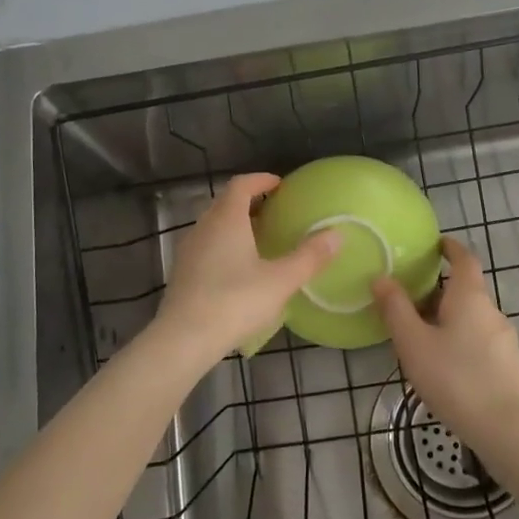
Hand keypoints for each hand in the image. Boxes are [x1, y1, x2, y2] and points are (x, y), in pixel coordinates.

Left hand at [153, 173, 339, 360]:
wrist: (184, 339)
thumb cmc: (235, 302)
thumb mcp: (281, 280)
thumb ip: (310, 256)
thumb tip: (337, 234)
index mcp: (227, 219)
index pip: (241, 185)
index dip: (260, 180)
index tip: (279, 184)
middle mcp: (204, 227)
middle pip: (225, 203)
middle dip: (249, 202)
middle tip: (274, 212)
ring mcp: (188, 250)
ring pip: (213, 226)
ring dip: (235, 224)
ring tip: (259, 240)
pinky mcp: (182, 273)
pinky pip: (206, 246)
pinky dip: (223, 245)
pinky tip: (238, 269)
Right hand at [372, 237, 518, 449]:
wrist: (506, 428)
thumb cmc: (455, 378)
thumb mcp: (414, 343)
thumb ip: (395, 309)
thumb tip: (381, 277)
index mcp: (470, 297)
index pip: (464, 259)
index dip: (450, 248)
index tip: (436, 244)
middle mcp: (491, 310)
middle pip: (467, 289)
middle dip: (441, 289)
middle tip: (411, 297)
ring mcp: (504, 338)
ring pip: (473, 317)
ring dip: (450, 317)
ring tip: (422, 334)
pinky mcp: (508, 364)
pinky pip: (480, 339)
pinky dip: (461, 339)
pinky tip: (445, 363)